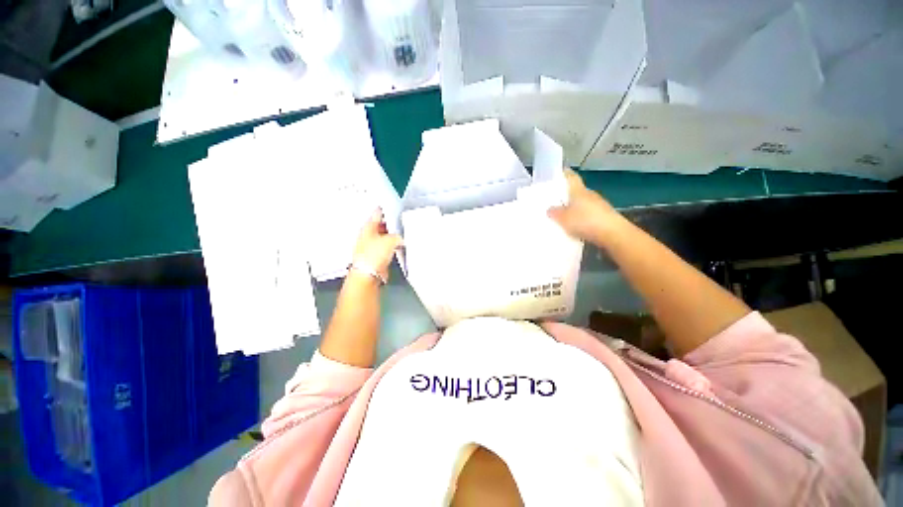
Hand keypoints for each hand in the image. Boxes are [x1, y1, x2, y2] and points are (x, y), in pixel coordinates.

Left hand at [352, 209, 402, 281]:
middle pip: (380, 226)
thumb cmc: (373, 256)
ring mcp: (370, 246)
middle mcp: (367, 236)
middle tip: (399, 223)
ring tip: (400, 237)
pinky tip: (396, 249)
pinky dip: (391, 248)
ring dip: (391, 238)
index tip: (391, 207)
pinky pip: (385, 249)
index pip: (377, 214)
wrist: (368, 274)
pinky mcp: (375, 256)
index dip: (385, 209)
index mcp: (368, 227)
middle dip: (390, 225)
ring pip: (383, 238)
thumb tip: (400, 238)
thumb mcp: (391, 240)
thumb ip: (397, 236)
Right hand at [547, 169, 621, 243]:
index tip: (559, 172)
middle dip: (567, 195)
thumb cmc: (585, 221)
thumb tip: (550, 209)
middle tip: (555, 200)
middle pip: (576, 191)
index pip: (571, 177)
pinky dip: (582, 217)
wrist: (613, 234)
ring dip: (574, 207)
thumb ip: (554, 213)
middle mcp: (590, 194)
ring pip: (583, 203)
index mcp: (579, 191)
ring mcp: (599, 205)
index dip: (565, 173)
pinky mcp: (605, 216)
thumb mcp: (563, 218)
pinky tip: (576, 226)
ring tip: (563, 216)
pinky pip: (589, 214)